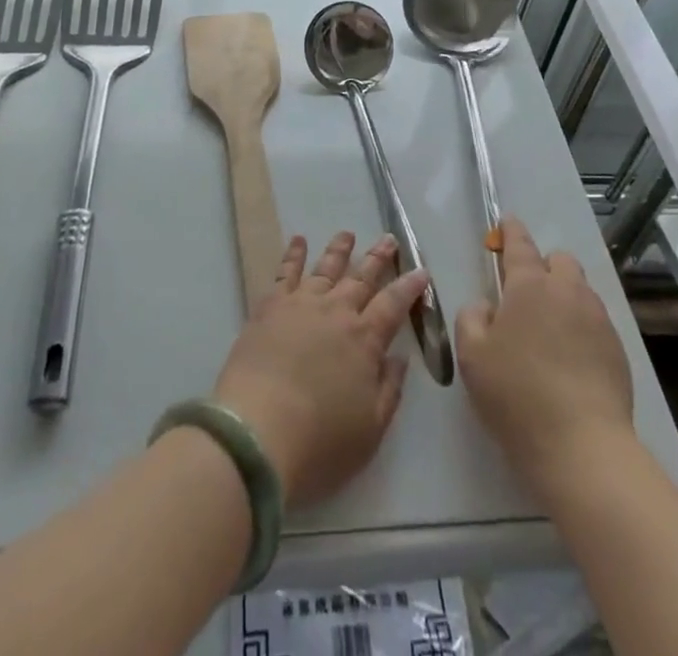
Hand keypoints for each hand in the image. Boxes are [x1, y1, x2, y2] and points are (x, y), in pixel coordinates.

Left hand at [212, 230, 428, 506]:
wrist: (256, 433)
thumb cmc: (319, 442)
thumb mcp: (370, 430)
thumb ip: (389, 390)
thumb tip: (399, 358)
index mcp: (365, 340)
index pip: (394, 304)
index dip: (410, 287)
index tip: (421, 271)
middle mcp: (336, 312)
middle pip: (362, 278)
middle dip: (378, 258)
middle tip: (389, 239)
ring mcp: (301, 304)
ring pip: (326, 268)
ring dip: (339, 250)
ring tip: (347, 234)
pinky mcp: (270, 308)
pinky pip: (285, 272)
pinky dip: (293, 254)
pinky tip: (298, 241)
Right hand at [457, 217, 634, 496]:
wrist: (582, 447)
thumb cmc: (516, 395)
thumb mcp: (472, 356)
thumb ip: (471, 318)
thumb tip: (486, 305)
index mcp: (529, 285)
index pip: (519, 245)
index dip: (511, 231)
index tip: (507, 223)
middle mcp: (567, 291)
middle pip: (559, 260)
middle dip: (544, 266)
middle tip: (526, 296)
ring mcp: (597, 319)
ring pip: (580, 290)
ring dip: (564, 296)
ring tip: (549, 331)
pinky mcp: (618, 349)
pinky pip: (595, 321)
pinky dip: (580, 327)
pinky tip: (570, 359)